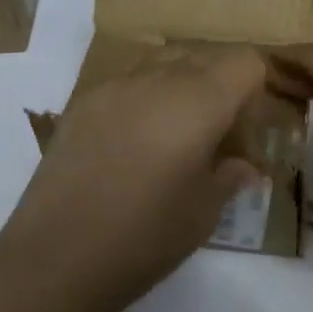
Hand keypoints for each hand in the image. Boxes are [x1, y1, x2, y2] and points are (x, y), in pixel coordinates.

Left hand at [0, 44, 269, 308]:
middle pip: (204, 55)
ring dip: (181, 84)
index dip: (256, 89)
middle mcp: (158, 78)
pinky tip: (134, 139)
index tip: (249, 128)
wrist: (56, 256)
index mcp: (199, 101)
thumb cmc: (146, 236)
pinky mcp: (82, 101)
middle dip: (221, 84)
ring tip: (176, 132)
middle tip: (219, 132)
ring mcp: (114, 85)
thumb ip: (230, 176)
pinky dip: (145, 95)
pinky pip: (127, 79)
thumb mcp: (204, 212)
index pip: (245, 62)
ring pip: (163, 61)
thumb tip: (243, 165)